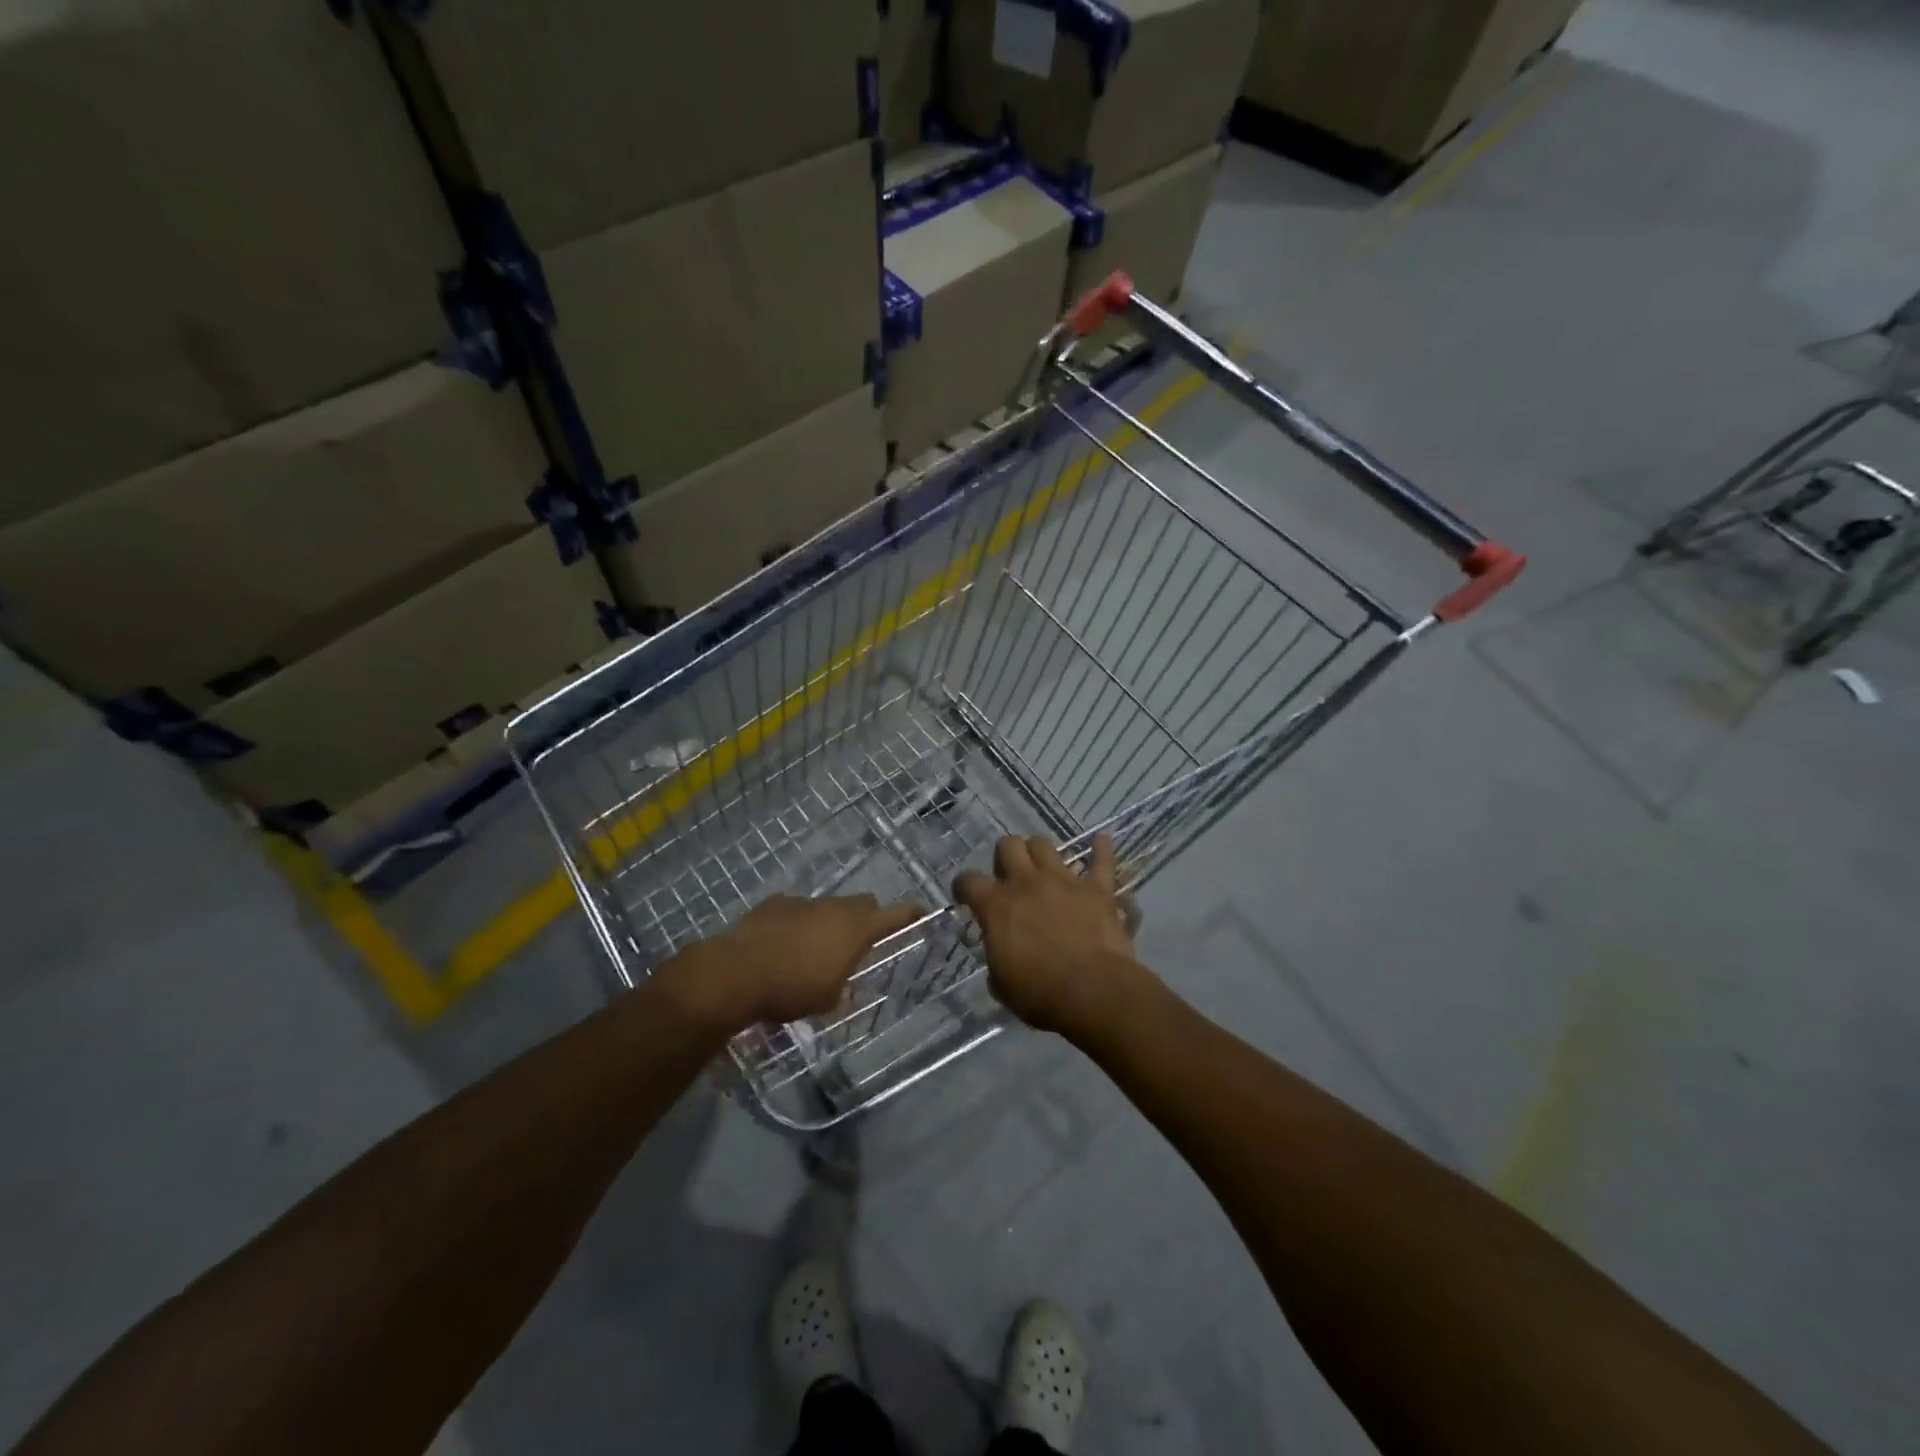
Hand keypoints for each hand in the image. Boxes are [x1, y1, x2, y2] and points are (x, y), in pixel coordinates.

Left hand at [661, 894, 924, 1032]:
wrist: (738, 972)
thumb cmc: (791, 989)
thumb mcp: (827, 999)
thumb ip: (842, 983)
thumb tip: (842, 979)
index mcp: (856, 929)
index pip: (894, 915)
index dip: (910, 913)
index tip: (922, 910)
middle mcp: (834, 907)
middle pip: (862, 904)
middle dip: (865, 919)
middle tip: (857, 943)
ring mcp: (803, 901)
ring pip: (827, 907)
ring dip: (826, 923)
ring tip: (810, 951)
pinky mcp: (774, 903)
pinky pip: (795, 909)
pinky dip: (796, 923)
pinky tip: (781, 944)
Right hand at [954, 834, 1143, 1035]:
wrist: (1093, 992)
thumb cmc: (1041, 994)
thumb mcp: (1003, 985)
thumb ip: (997, 959)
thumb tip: (1000, 954)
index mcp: (997, 906)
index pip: (968, 881)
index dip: (964, 885)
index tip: (966, 894)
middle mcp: (1027, 883)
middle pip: (1009, 845)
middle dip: (1006, 855)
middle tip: (1010, 875)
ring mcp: (1063, 880)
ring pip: (1045, 844)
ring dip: (1040, 852)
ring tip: (1044, 865)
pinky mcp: (1097, 888)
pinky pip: (1101, 861)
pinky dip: (1102, 849)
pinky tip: (1102, 840)